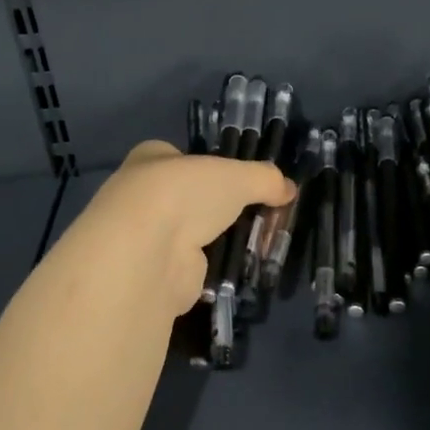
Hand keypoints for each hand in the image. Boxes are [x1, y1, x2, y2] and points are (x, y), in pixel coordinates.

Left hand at [54, 140, 295, 317]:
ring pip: (189, 233)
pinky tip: (238, 266)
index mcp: (150, 159)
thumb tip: (288, 188)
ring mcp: (145, 237)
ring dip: (217, 238)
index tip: (236, 178)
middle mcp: (141, 195)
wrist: (148, 252)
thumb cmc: (186, 194)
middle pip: (186, 197)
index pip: (177, 156)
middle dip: (216, 206)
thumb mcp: (237, 176)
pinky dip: (213, 267)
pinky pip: (192, 265)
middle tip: (256, 212)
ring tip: (257, 240)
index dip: (206, 165)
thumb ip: (264, 179)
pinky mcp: (155, 272)